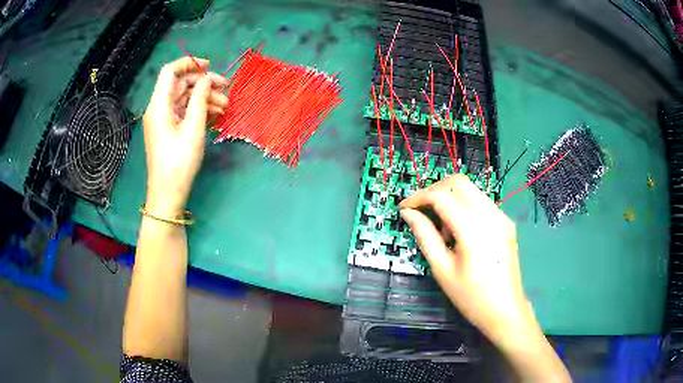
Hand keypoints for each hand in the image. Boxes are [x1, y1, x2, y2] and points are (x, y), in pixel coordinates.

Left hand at [143, 57, 227, 215]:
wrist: (168, 193)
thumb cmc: (179, 162)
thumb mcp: (193, 128)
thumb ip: (200, 98)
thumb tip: (206, 79)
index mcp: (159, 105)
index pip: (170, 72)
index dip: (189, 63)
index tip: (209, 66)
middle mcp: (159, 108)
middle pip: (181, 85)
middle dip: (204, 84)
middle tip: (226, 89)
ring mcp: (164, 120)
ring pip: (185, 99)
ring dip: (205, 99)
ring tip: (225, 107)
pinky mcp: (169, 129)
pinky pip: (184, 112)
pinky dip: (199, 111)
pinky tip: (216, 116)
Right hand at [399, 174, 534, 344]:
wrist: (505, 310)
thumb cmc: (471, 296)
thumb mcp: (442, 269)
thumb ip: (425, 236)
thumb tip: (408, 214)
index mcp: (473, 228)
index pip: (440, 196)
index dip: (418, 197)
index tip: (404, 208)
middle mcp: (490, 214)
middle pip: (458, 182)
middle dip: (434, 190)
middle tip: (420, 210)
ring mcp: (501, 216)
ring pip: (471, 189)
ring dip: (450, 198)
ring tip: (442, 229)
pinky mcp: (506, 222)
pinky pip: (481, 202)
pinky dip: (464, 206)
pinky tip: (460, 232)